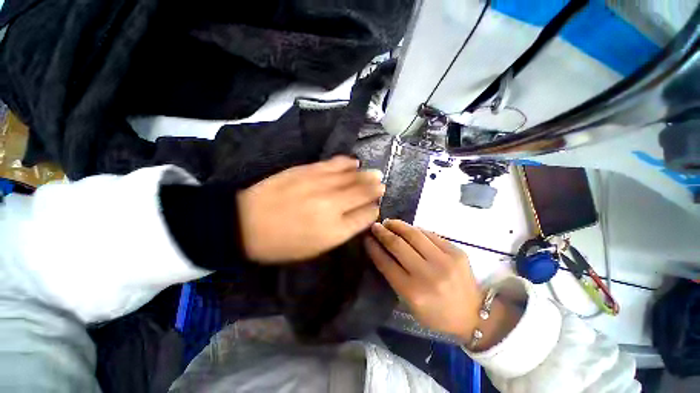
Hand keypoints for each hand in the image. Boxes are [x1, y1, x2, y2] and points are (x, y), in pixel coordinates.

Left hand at [238, 156, 384, 262]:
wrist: (245, 224)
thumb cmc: (282, 243)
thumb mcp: (315, 248)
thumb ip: (341, 231)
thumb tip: (360, 216)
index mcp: (335, 230)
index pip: (365, 216)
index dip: (373, 210)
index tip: (375, 207)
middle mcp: (332, 205)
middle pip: (362, 193)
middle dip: (375, 188)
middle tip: (381, 184)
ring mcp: (319, 185)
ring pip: (352, 177)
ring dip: (365, 175)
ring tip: (374, 173)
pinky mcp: (306, 171)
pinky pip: (333, 164)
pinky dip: (346, 163)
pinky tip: (354, 162)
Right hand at [365, 220, 521, 348]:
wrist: (474, 315)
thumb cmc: (436, 313)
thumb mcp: (410, 303)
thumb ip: (395, 276)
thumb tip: (383, 250)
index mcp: (413, 292)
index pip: (386, 263)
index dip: (374, 248)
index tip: (366, 238)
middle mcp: (428, 274)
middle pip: (398, 245)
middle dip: (383, 232)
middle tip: (375, 226)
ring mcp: (444, 261)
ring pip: (414, 234)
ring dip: (398, 225)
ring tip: (389, 222)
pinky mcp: (456, 252)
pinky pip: (430, 234)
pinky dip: (416, 230)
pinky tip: (409, 229)